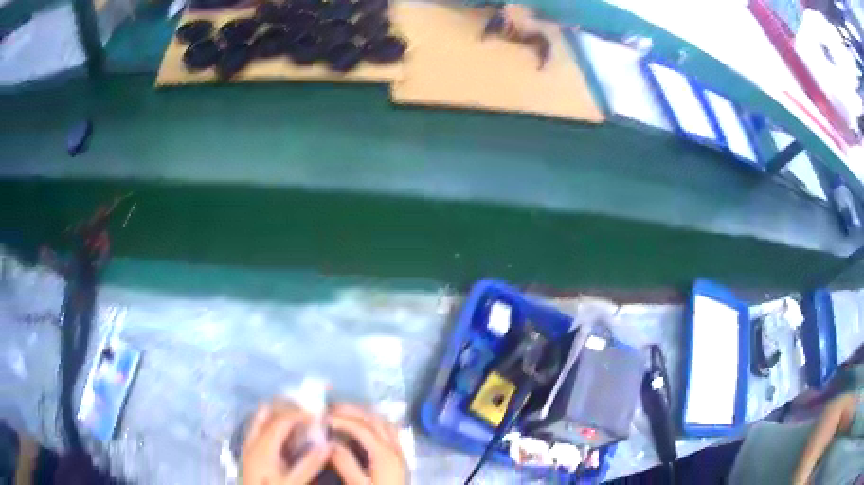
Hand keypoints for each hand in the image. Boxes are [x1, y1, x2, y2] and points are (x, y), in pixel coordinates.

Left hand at [241, 401, 330, 484]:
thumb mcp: (293, 482)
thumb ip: (309, 465)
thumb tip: (328, 445)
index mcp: (263, 446)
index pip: (281, 420)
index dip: (300, 414)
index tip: (318, 416)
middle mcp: (252, 440)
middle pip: (268, 414)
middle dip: (288, 411)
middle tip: (308, 416)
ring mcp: (249, 445)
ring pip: (261, 419)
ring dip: (279, 417)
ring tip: (299, 423)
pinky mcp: (249, 452)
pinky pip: (259, 429)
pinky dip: (273, 426)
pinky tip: (286, 438)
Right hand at [327, 404, 406, 484]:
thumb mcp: (357, 484)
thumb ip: (345, 463)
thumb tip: (329, 442)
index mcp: (385, 454)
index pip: (362, 427)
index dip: (342, 419)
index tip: (323, 417)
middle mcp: (395, 448)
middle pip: (375, 420)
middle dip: (353, 411)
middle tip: (333, 408)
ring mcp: (400, 453)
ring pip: (385, 424)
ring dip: (365, 416)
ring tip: (346, 415)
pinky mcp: (400, 459)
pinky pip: (389, 432)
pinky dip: (375, 424)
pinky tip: (364, 429)